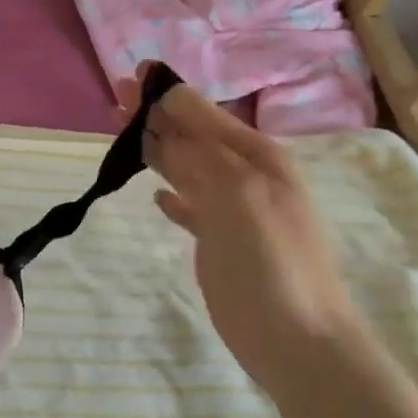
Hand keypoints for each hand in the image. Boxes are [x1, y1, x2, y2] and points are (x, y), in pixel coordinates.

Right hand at [139, 70, 361, 397]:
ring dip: (157, 149)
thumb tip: (167, 117)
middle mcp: (245, 176)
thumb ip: (201, 156)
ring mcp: (234, 210)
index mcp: (256, 157)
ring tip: (122, 132)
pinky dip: (174, 197)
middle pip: (191, 136)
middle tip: (117, 98)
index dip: (168, 94)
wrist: (300, 342)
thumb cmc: (272, 262)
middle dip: (156, 116)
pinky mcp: (222, 242)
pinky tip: (157, 195)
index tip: (133, 75)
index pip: (203, 114)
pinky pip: (192, 207)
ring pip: (187, 168)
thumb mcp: (238, 197)